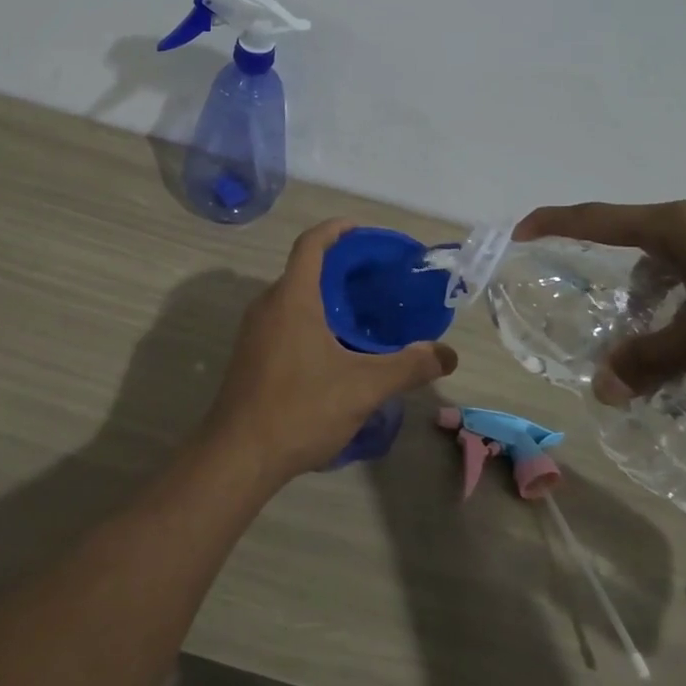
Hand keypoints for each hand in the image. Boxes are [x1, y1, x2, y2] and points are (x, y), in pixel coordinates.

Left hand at [204, 220, 457, 482]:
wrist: (238, 456)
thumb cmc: (300, 408)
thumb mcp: (363, 388)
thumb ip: (408, 366)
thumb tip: (448, 354)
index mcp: (292, 298)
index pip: (311, 244)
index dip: (336, 229)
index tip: (363, 231)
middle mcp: (268, 305)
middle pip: (303, 269)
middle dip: (339, 267)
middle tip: (376, 280)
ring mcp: (254, 332)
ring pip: (293, 298)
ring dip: (324, 296)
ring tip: (362, 314)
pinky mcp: (250, 355)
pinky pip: (283, 320)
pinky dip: (310, 319)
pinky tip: (335, 349)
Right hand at [514, 200, 685, 398]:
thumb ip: (650, 361)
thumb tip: (601, 388)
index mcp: (676, 227)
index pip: (597, 218)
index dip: (555, 222)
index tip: (522, 229)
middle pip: (642, 239)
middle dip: (625, 279)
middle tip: (625, 321)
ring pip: (684, 252)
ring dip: (667, 287)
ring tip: (680, 334)